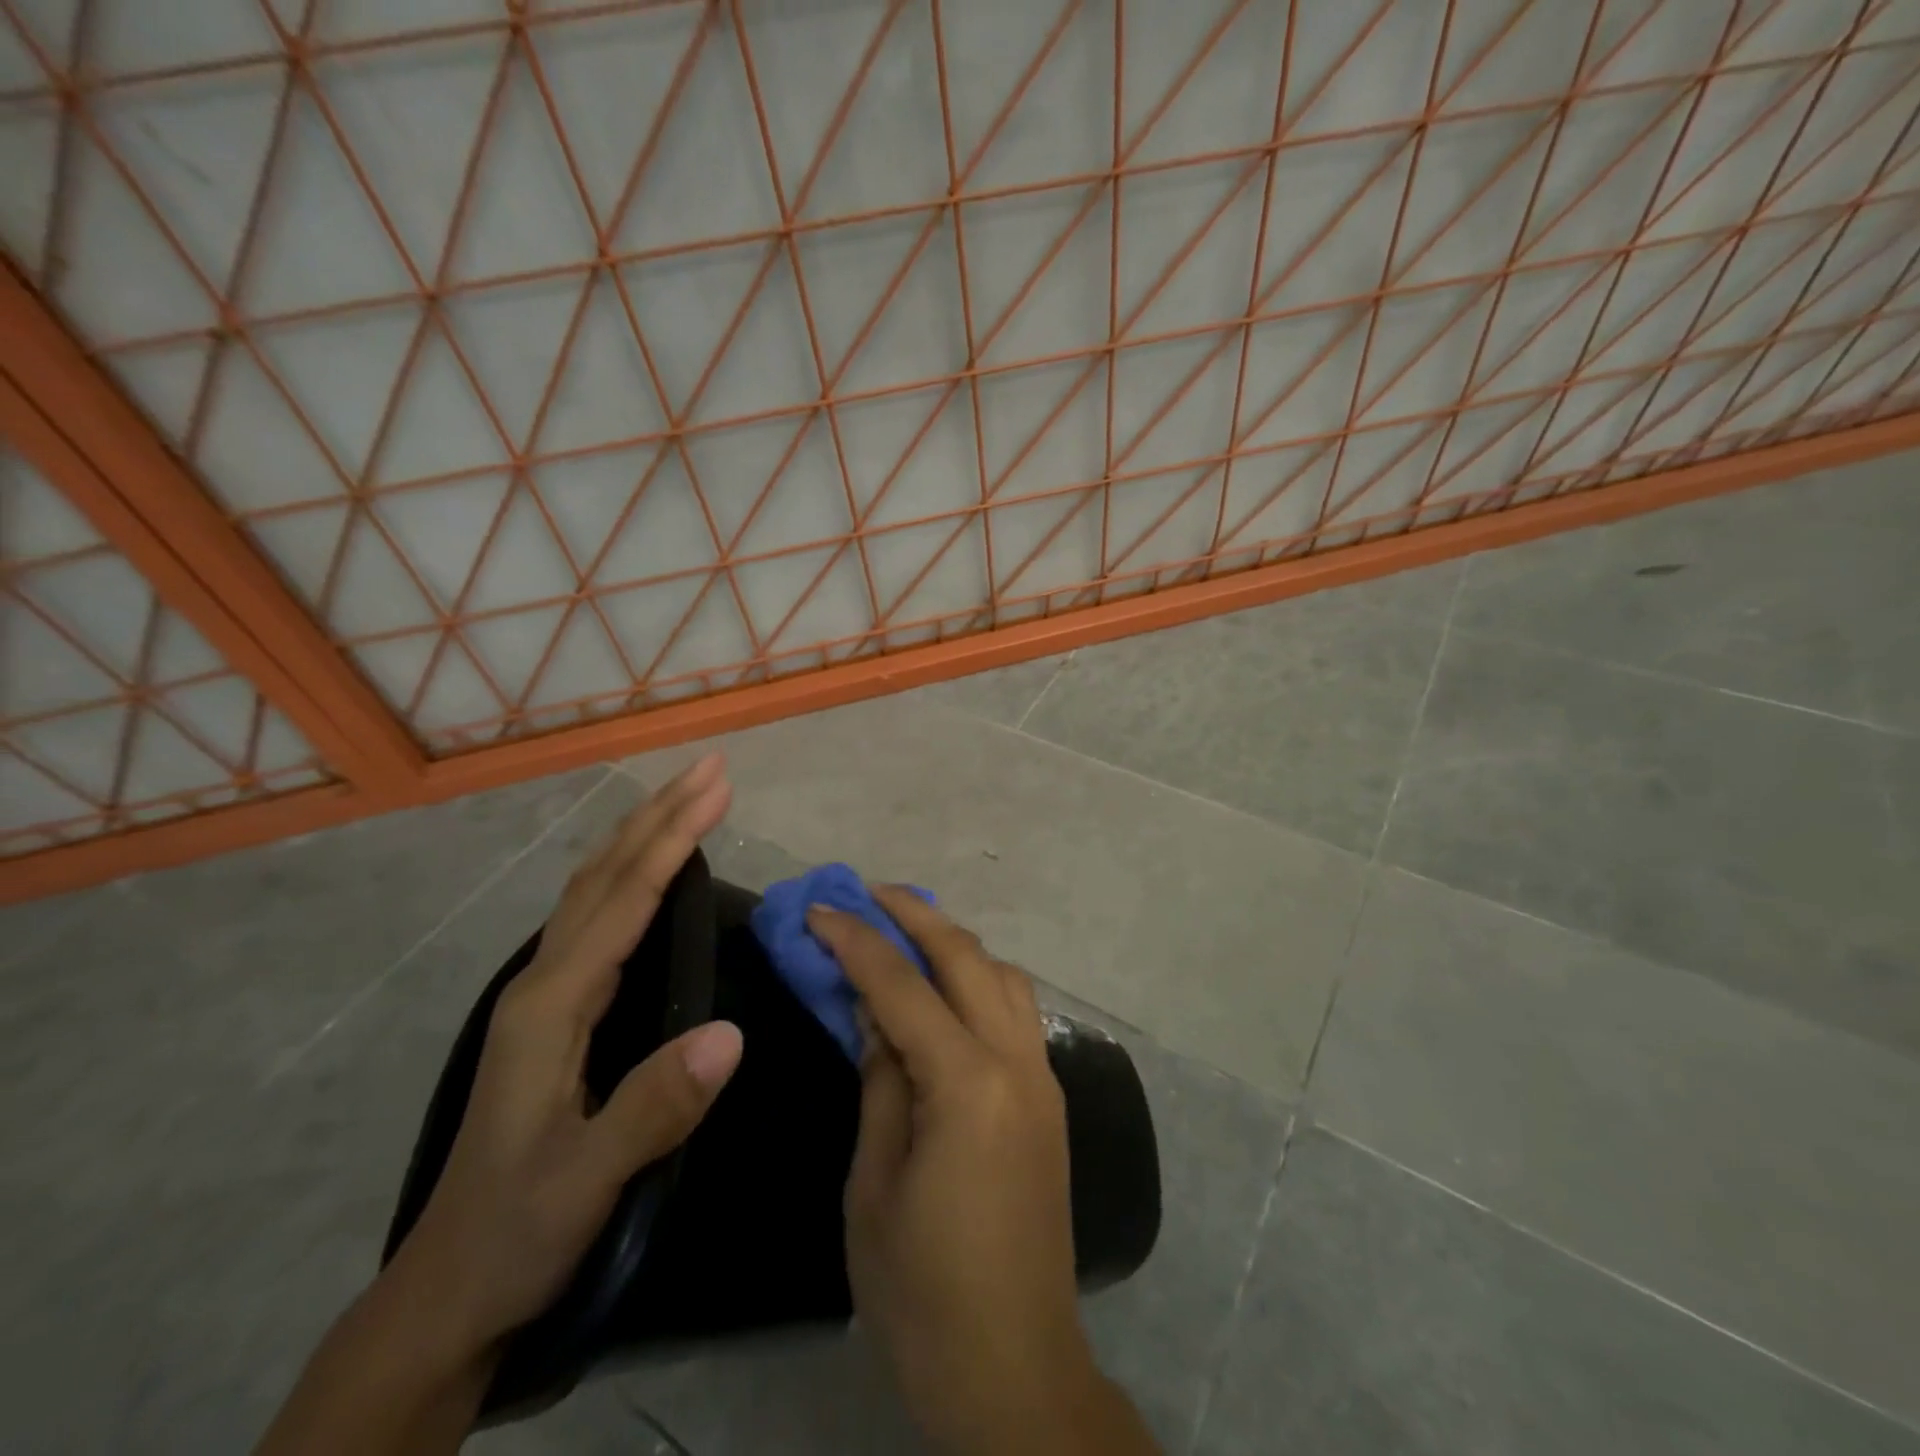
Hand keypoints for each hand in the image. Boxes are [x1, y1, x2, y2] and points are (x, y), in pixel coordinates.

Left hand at [385, 753, 744, 1367]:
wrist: (451, 1286)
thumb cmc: (520, 1229)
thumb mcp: (587, 1180)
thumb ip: (655, 1106)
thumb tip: (732, 1032)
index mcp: (551, 1005)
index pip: (622, 901)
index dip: (672, 840)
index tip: (716, 788)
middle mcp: (542, 981)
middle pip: (604, 876)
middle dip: (660, 814)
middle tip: (711, 767)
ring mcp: (544, 992)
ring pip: (595, 888)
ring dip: (643, 833)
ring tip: (686, 795)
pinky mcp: (556, 1008)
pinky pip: (597, 915)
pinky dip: (630, 872)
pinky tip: (649, 869)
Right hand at [808, 889, 1156, 1455]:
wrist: (1012, 1365)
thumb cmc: (921, 1288)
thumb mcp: (873, 1181)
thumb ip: (880, 1080)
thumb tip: (873, 1012)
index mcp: (967, 1083)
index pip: (903, 986)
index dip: (857, 941)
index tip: (821, 909)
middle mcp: (1017, 1061)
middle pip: (967, 958)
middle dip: (916, 915)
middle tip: (870, 892)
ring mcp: (1043, 1076)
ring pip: (1003, 974)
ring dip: (955, 942)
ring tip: (907, 930)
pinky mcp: (1050, 1097)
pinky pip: (1015, 1009)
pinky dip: (979, 978)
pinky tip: (946, 988)